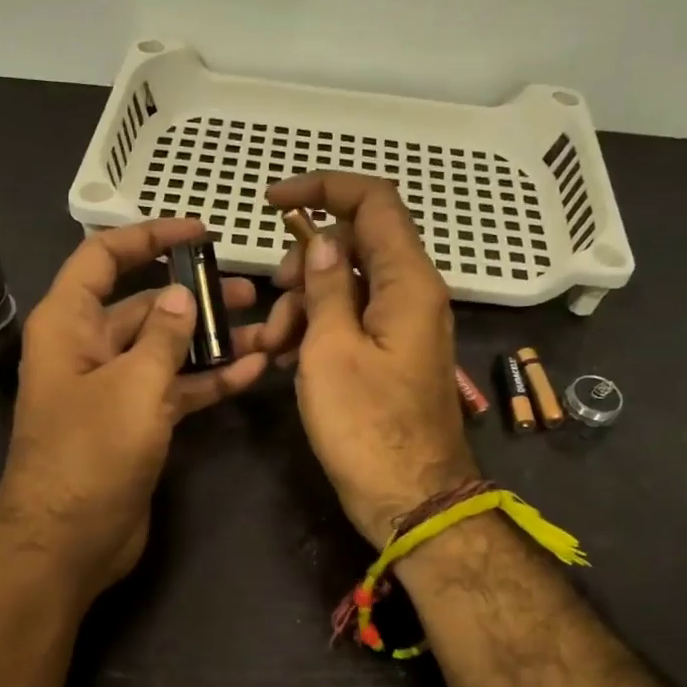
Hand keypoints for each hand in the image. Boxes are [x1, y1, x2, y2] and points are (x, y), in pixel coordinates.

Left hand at [0, 219, 272, 597]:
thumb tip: (181, 295)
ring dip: (213, 340)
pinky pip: (177, 389)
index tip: (199, 232)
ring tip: (268, 328)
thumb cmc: (91, 454)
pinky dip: (210, 380)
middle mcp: (89, 349)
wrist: (68, 543)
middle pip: (145, 305)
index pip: (103, 258)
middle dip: (196, 295)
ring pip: (168, 350)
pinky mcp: (137, 424)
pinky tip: (254, 371)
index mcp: (68, 324)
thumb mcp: (132, 386)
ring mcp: (115, 389)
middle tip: (250, 289)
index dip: (148, 236)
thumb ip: (163, 336)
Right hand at [264, 174, 477, 547]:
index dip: (324, 188)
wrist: (410, 499)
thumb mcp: (332, 350)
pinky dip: (319, 329)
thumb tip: (327, 239)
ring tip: (275, 348)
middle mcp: (413, 295)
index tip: (273, 203)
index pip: (374, 201)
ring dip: (305, 304)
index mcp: (408, 282)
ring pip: (349, 286)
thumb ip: (329, 286)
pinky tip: (288, 358)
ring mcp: (404, 327)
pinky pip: (353, 322)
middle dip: (305, 263)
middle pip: (357, 244)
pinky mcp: (392, 356)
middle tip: (274, 299)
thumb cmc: (367, 427)